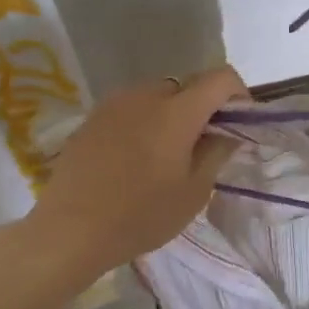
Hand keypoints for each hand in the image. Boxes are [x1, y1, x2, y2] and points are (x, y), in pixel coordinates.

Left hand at [25, 67, 246, 273]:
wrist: (69, 230)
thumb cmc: (140, 215)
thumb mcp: (193, 192)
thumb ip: (216, 152)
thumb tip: (227, 131)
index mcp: (177, 111)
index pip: (220, 78)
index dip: (238, 94)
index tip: (238, 123)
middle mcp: (146, 95)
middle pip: (187, 86)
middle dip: (202, 108)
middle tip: (201, 146)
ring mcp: (114, 103)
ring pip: (157, 96)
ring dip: (171, 115)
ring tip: (165, 154)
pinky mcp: (93, 117)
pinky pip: (131, 109)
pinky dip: (144, 123)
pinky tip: (134, 159)